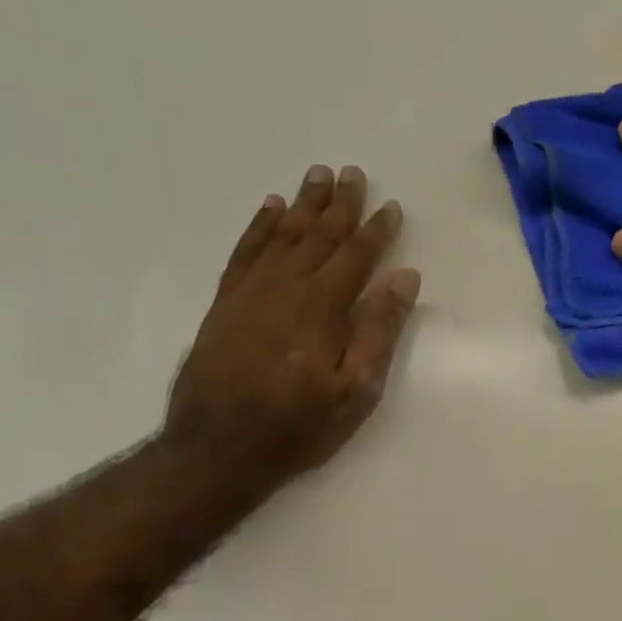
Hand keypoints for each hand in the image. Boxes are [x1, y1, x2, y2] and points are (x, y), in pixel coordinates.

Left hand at [165, 164, 420, 479]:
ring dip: (302, 205)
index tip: (391, 207)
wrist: (218, 447)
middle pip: (318, 236)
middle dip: (339, 204)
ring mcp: (251, 292)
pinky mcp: (226, 303)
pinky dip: (259, 227)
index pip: (356, 257)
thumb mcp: (356, 389)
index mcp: (323, 308)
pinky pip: (245, 251)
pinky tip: (270, 209)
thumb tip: (403, 279)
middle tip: (353, 173)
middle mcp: (286, 287)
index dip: (376, 231)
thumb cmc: (299, 425)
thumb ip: (379, 331)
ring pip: (282, 236)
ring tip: (317, 175)